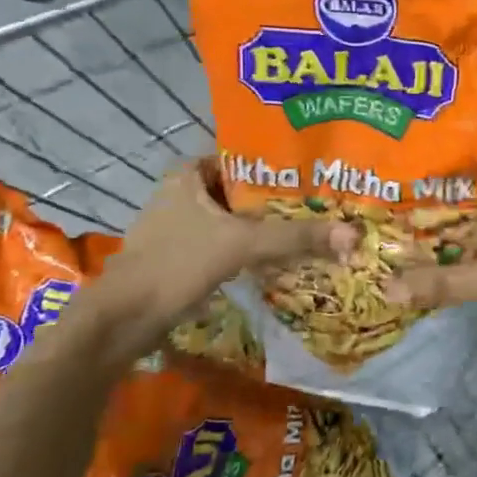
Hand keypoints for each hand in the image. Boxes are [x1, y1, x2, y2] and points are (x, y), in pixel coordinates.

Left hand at [96, 159, 353, 331]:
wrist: (123, 321)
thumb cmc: (176, 265)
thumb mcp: (241, 244)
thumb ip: (295, 237)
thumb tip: (353, 234)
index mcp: (189, 174)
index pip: (245, 156)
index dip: (282, 163)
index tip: (319, 171)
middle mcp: (183, 192)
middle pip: (244, 189)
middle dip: (281, 197)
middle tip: (325, 201)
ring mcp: (181, 225)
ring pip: (237, 217)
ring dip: (268, 224)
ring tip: (313, 225)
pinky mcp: (183, 255)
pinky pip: (228, 241)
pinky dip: (252, 246)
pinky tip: (282, 255)